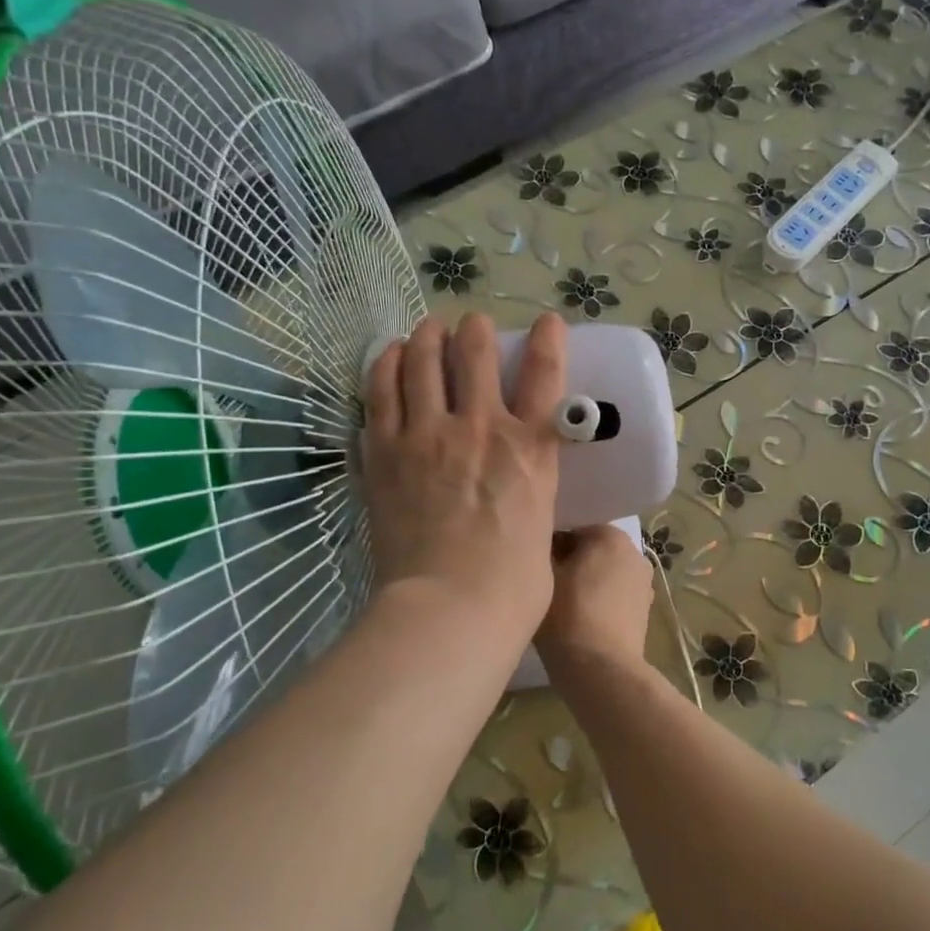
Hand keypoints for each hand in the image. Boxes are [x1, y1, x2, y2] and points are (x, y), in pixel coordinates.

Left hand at [361, 312, 566, 650]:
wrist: (449, 608)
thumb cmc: (512, 585)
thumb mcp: (542, 529)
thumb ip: (534, 498)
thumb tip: (526, 499)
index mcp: (531, 449)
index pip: (546, 374)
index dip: (549, 339)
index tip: (547, 321)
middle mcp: (482, 427)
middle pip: (475, 354)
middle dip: (474, 330)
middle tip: (470, 325)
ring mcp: (428, 436)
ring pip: (424, 362)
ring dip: (427, 336)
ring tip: (427, 328)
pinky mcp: (385, 452)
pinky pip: (381, 392)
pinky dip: (386, 365)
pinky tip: (388, 355)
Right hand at [535, 525, 654, 679]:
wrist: (601, 669)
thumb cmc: (568, 614)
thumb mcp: (543, 575)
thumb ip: (543, 550)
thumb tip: (544, 546)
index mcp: (611, 535)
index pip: (570, 532)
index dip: (549, 551)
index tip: (536, 572)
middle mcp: (634, 552)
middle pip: (591, 552)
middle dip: (570, 566)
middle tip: (546, 590)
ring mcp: (643, 583)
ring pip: (603, 575)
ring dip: (585, 585)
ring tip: (562, 609)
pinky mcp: (644, 611)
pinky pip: (614, 598)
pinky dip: (599, 604)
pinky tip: (581, 623)